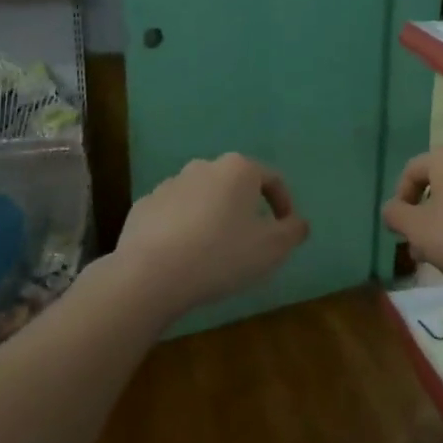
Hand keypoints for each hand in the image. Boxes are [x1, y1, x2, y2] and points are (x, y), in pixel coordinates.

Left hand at [111, 153, 309, 317]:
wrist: (151, 274)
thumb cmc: (221, 255)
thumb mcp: (272, 248)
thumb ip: (292, 231)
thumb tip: (299, 223)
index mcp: (238, 169)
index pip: (272, 179)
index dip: (284, 204)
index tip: (286, 230)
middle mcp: (203, 167)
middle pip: (234, 185)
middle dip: (246, 209)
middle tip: (251, 241)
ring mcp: (169, 185)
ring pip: (202, 198)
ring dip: (213, 217)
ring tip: (215, 251)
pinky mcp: (144, 206)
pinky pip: (174, 214)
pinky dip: (183, 228)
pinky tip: (184, 256)